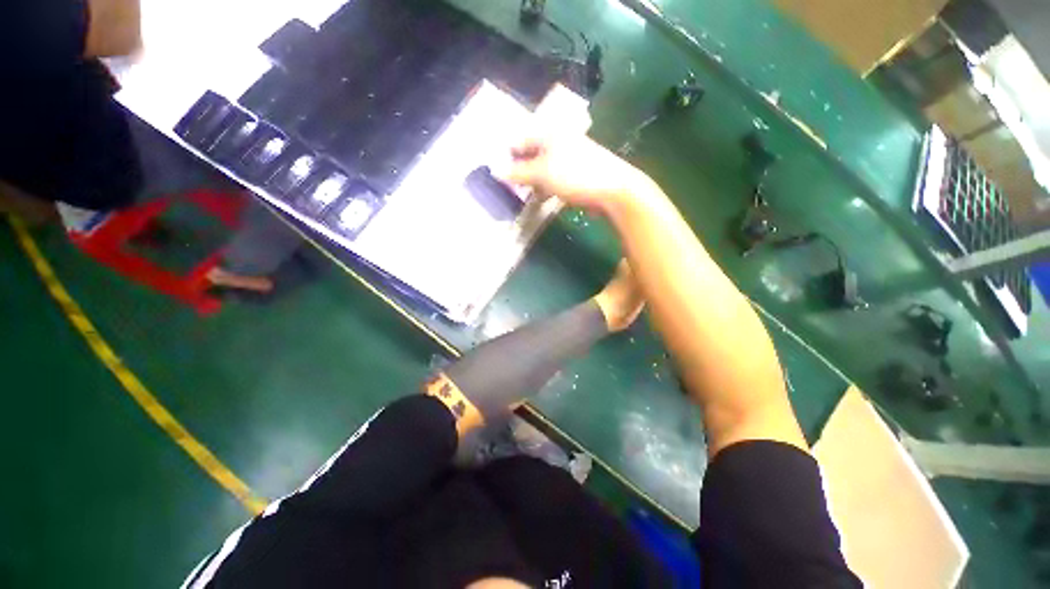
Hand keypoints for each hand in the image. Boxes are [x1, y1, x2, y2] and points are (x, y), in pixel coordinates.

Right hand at [501, 136, 651, 214]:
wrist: (613, 190)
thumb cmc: (574, 175)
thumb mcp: (541, 173)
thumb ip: (517, 172)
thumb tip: (495, 171)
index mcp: (549, 133)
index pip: (519, 140)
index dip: (507, 156)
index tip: (497, 174)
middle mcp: (559, 141)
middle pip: (531, 154)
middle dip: (519, 171)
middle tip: (509, 187)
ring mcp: (569, 157)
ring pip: (542, 168)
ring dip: (532, 182)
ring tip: (523, 195)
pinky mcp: (577, 173)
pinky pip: (554, 179)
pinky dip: (545, 187)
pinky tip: (541, 197)